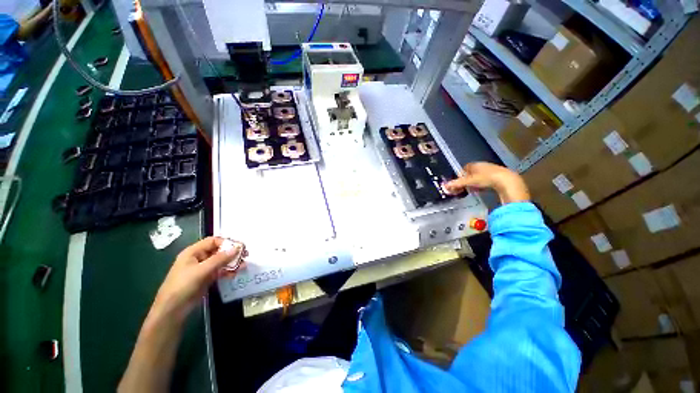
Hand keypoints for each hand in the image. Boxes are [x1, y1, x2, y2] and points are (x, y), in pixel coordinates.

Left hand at [150, 237, 245, 321]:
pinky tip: (236, 273)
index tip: (240, 247)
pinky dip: (228, 271)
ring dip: (233, 262)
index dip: (227, 242)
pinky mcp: (207, 278)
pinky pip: (220, 271)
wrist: (172, 309)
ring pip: (221, 261)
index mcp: (193, 252)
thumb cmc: (183, 285)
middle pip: (219, 250)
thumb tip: (237, 248)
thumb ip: (220, 259)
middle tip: (246, 255)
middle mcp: (199, 258)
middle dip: (232, 252)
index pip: (213, 241)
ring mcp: (203, 269)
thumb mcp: (201, 270)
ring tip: (244, 265)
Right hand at [444, 162, 529, 204]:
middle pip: (472, 172)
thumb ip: (456, 184)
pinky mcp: (500, 176)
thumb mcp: (469, 182)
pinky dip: (484, 185)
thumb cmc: (486, 179)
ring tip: (474, 190)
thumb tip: (444, 186)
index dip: (460, 175)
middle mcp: (483, 165)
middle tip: (465, 187)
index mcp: (475, 164)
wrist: (507, 181)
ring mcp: (492, 170)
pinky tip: (484, 190)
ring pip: (480, 176)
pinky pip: (488, 180)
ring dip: (476, 183)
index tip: (458, 183)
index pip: (464, 168)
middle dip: (468, 180)